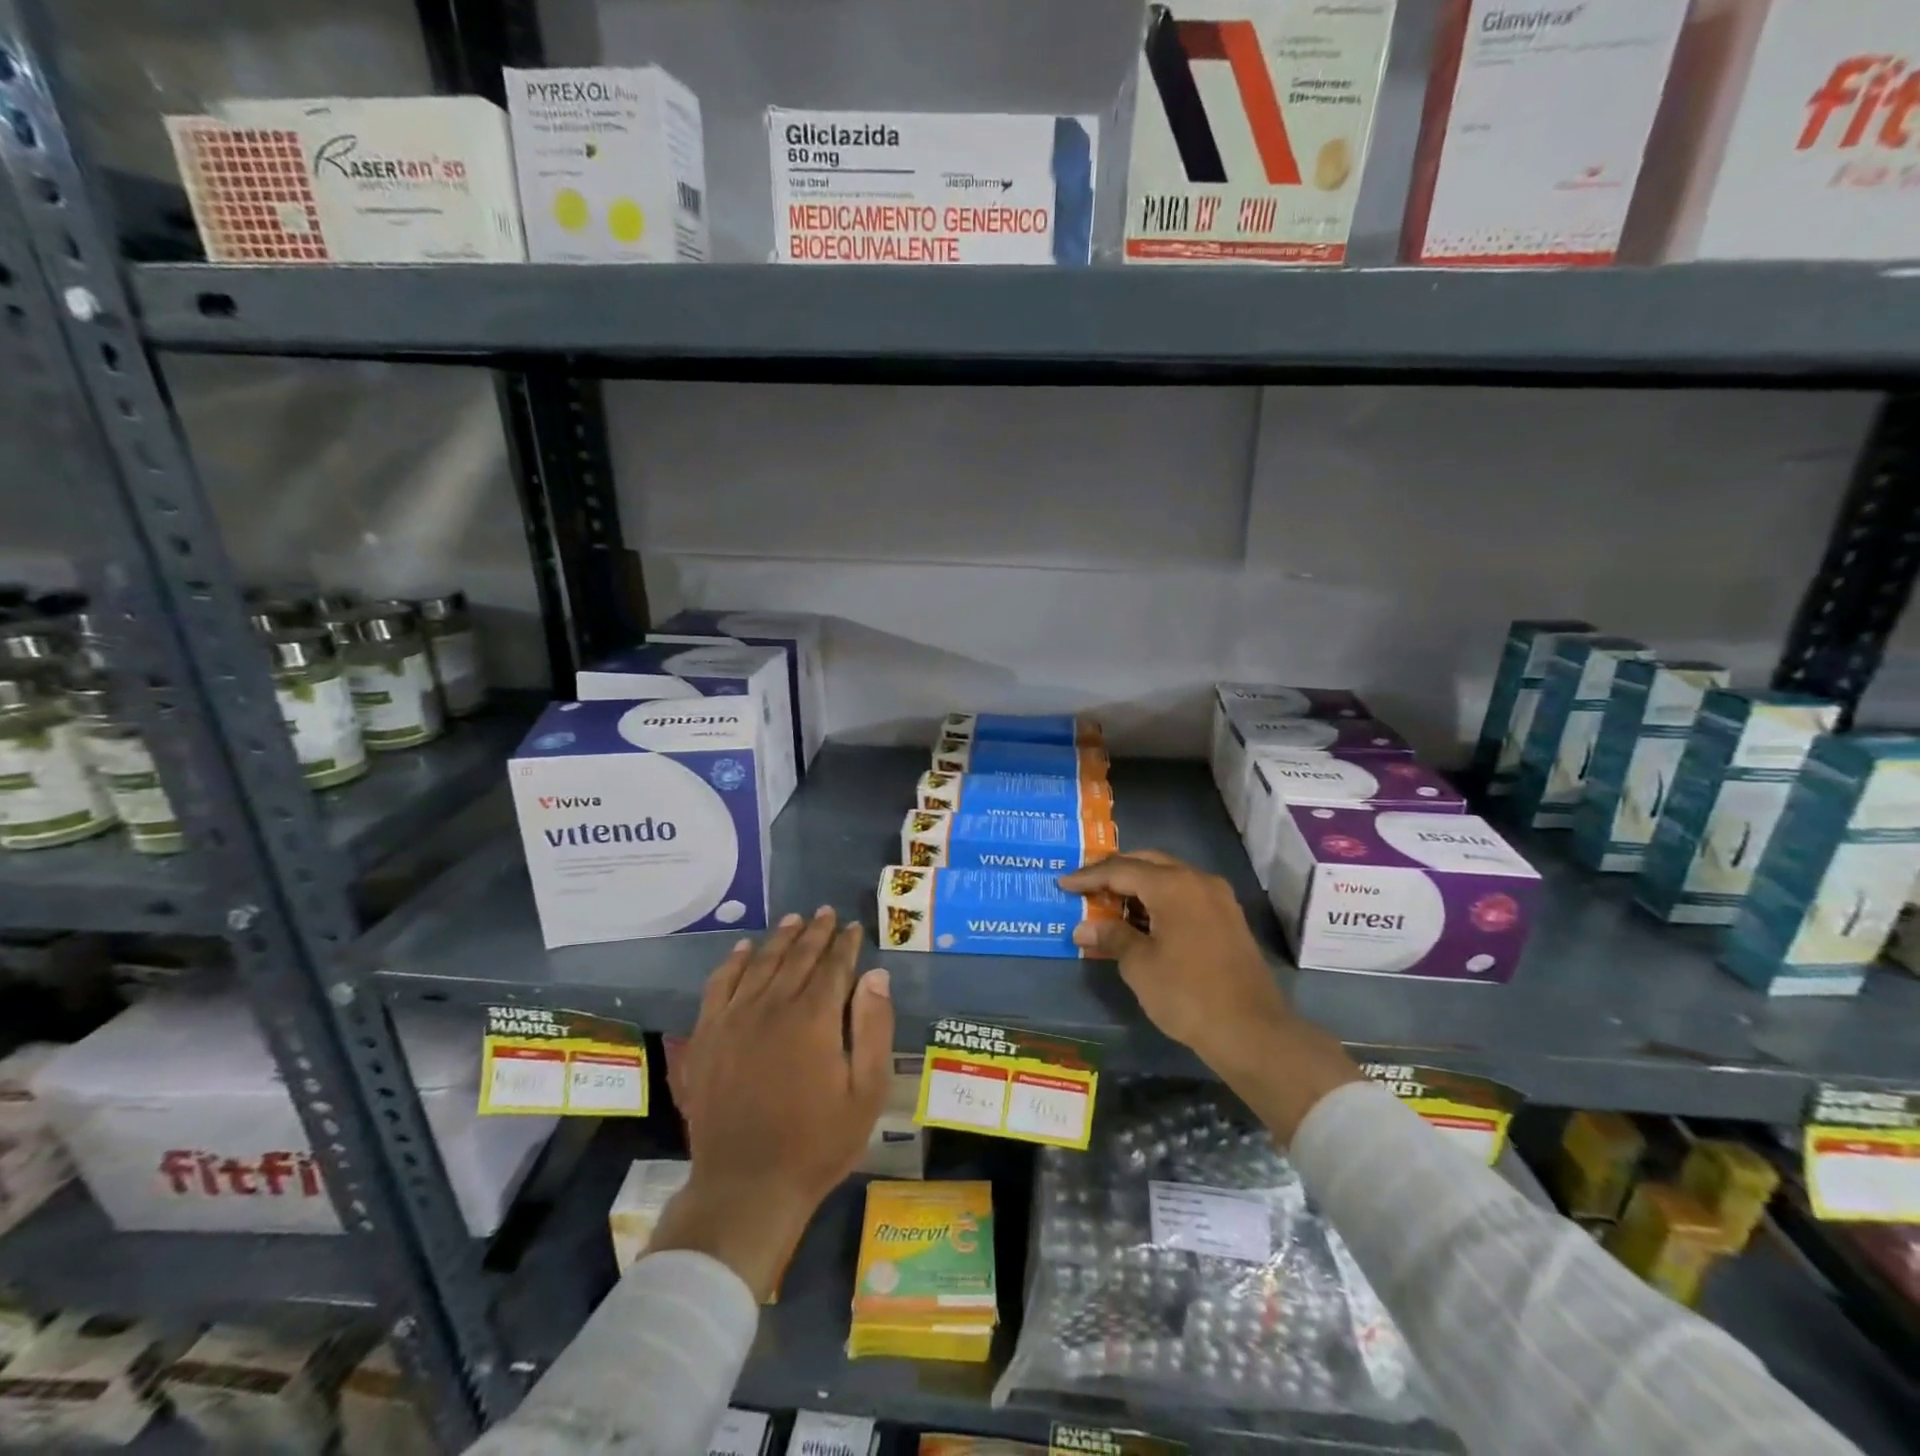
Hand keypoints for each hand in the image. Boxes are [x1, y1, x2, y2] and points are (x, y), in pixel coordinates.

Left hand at [649, 908, 894, 1297]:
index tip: (854, 927)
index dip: (846, 943)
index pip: (833, 965)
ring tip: (795, 919)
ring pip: (761, 962)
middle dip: (816, 932)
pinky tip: (744, 949)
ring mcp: (735, 1018)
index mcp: (814, 1017)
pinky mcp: (708, 1035)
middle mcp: (773, 1005)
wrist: (746, 1185)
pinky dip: (733, 962)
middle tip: (828, 913)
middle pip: (798, 956)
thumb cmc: (817, 1142)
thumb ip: (873, 1028)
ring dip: (780, 938)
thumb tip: (876, 975)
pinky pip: (720, 984)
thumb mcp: (866, 1092)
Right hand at [1060, 851, 1360, 1141]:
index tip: (1063, 883)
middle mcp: (1198, 880)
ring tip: (1109, 902)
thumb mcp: (1140, 966)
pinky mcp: (1228, 918)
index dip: (1089, 876)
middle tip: (1086, 884)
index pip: (1121, 869)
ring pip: (1169, 877)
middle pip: (1147, 863)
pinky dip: (1159, 899)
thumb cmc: (1188, 994)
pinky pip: (1185, 894)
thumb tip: (1084, 927)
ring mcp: (1218, 898)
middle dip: (1114, 872)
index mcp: (1173, 885)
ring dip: (1138, 885)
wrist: (1253, 1032)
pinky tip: (1142, 919)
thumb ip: (1111, 936)